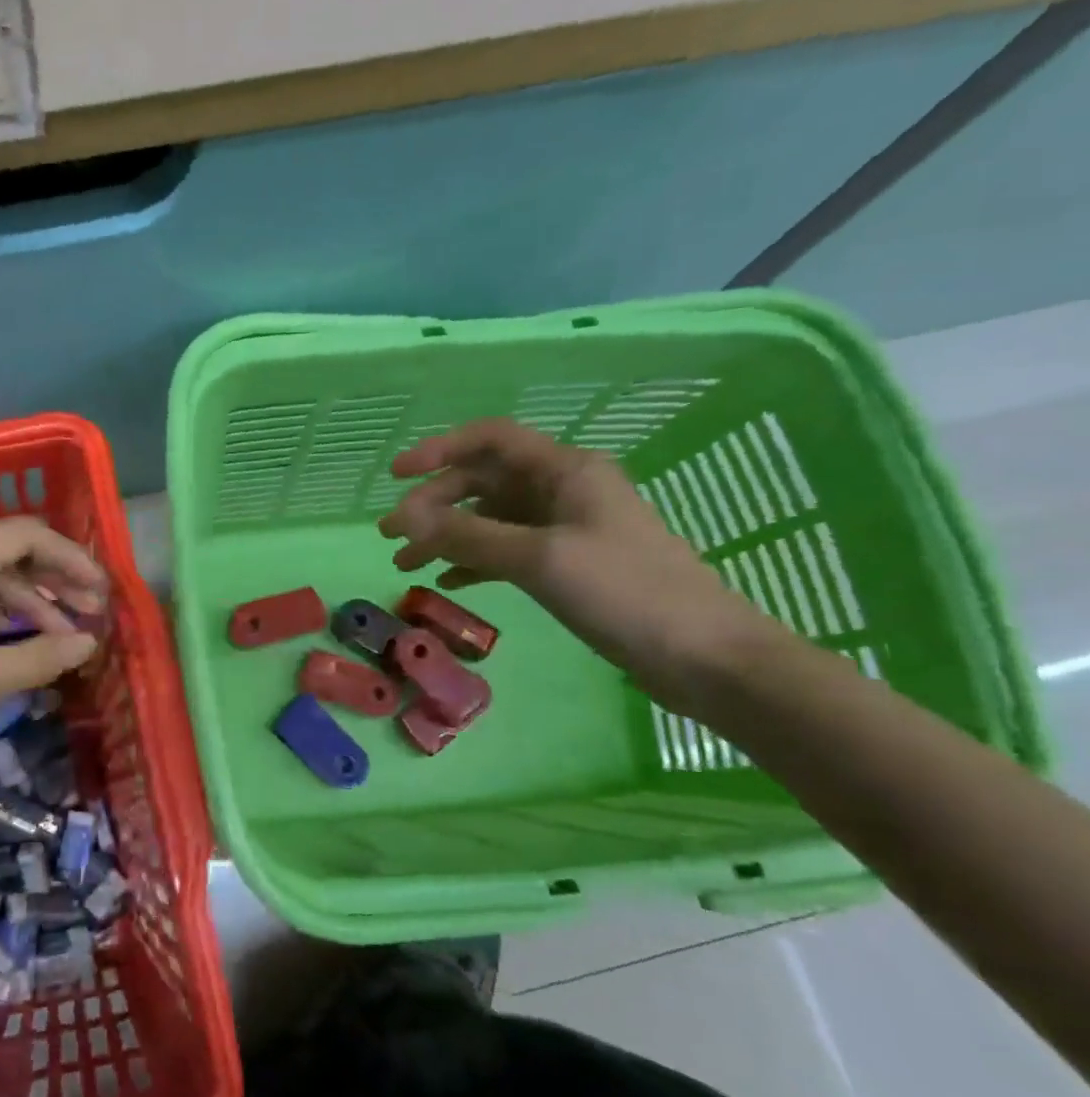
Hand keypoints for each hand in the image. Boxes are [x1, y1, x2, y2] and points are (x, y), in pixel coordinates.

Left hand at [0, 517, 108, 764]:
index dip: (69, 558)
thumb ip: (29, 659)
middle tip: (91, 614)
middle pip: (7, 553)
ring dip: (26, 604)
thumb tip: (87, 644)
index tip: (101, 593)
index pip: (23, 535)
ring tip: (61, 639)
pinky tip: (13, 646)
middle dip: (53, 580)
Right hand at [376, 419, 769, 707]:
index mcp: (566, 470)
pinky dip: (473, 562)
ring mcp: (565, 529)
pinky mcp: (567, 565)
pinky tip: (448, 584)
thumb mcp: (539, 558)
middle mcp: (563, 490)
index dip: (438, 449)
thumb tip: (401, 518)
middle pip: (483, 481)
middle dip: (433, 504)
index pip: (490, 439)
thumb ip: (467, 535)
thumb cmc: (625, 592)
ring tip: (406, 563)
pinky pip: (506, 551)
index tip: (395, 476)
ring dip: (447, 536)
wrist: (704, 657)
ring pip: (490, 519)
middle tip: (391, 535)